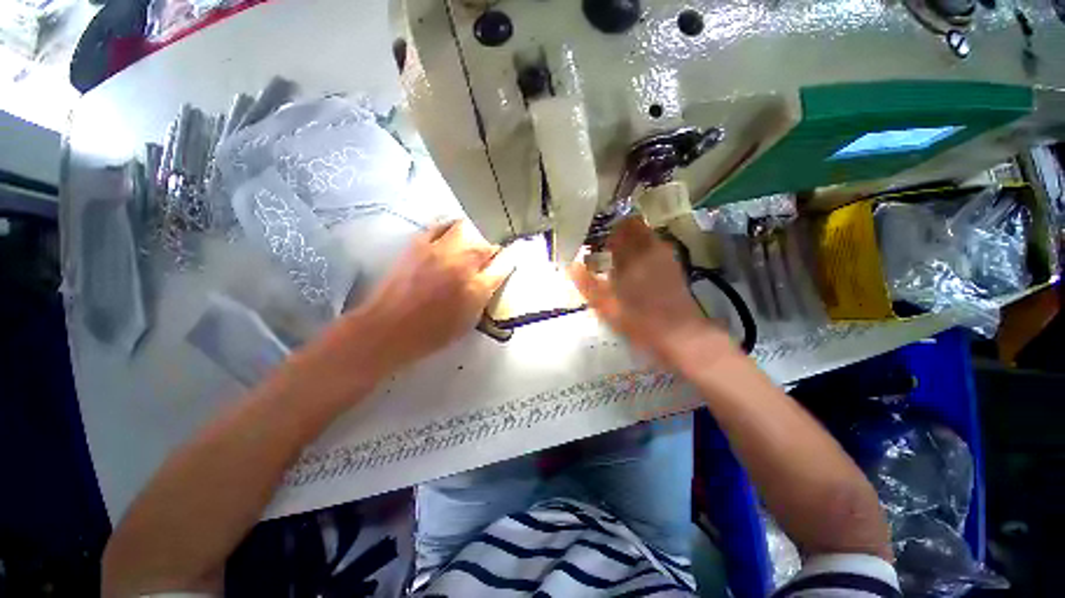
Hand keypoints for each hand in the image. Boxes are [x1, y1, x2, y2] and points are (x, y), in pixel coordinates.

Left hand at [350, 220, 511, 374]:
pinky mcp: (418, 244)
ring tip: (468, 246)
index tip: (508, 262)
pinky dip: (449, 227)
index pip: (503, 265)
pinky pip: (440, 225)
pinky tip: (449, 236)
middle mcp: (462, 265)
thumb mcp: (469, 321)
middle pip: (486, 245)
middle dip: (491, 252)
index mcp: (477, 288)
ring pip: (466, 229)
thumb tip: (491, 279)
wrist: (390, 328)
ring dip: (472, 237)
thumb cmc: (433, 333)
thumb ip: (484, 296)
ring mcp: (439, 251)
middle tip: (486, 260)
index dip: (508, 261)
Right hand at [568, 217, 723, 364]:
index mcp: (632, 256)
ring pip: (645, 236)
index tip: (596, 242)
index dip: (606, 231)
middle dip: (618, 233)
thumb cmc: (639, 321)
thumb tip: (572, 266)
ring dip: (631, 241)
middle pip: (634, 226)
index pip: (619, 227)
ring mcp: (665, 256)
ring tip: (618, 260)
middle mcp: (650, 249)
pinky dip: (642, 251)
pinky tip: (636, 270)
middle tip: (605, 250)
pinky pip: (654, 248)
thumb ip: (587, 284)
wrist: (680, 334)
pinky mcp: (674, 266)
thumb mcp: (605, 306)